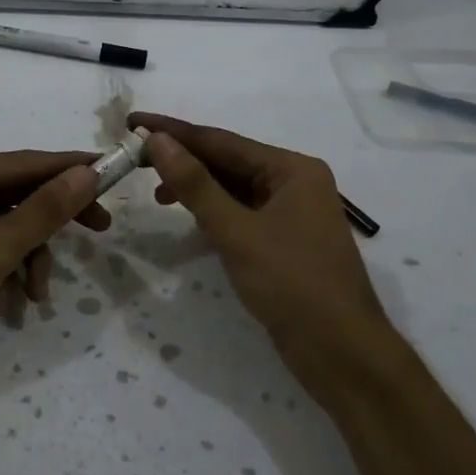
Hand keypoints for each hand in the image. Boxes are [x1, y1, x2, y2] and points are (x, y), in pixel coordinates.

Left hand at [0, 150, 107, 402]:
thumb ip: (44, 211)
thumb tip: (87, 173)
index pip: (26, 162)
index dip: (71, 168)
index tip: (113, 172)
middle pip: (17, 196)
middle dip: (49, 227)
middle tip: (100, 230)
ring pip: (5, 230)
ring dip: (25, 262)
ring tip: (33, 298)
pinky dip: (1, 276)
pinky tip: (3, 309)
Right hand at [131, 112, 391, 400]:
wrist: (341, 352)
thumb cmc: (292, 284)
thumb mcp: (236, 231)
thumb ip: (195, 184)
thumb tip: (157, 140)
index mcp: (292, 169)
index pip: (222, 141)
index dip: (174, 132)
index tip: (134, 122)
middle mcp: (295, 182)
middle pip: (228, 161)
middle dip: (183, 159)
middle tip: (134, 157)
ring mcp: (292, 213)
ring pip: (234, 188)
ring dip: (196, 187)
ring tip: (155, 193)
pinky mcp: (285, 241)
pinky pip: (241, 212)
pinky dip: (213, 211)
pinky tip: (190, 217)